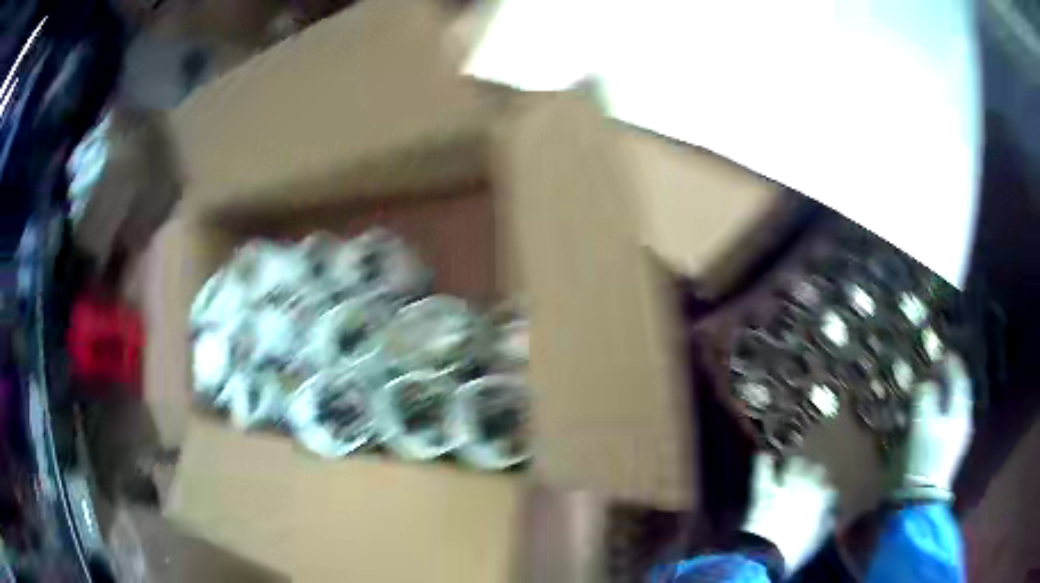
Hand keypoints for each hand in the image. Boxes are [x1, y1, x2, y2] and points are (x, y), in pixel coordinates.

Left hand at [741, 454, 836, 572]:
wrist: (765, 556)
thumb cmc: (795, 552)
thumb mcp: (817, 539)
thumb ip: (827, 521)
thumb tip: (831, 512)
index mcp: (824, 498)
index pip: (830, 485)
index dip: (825, 489)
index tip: (823, 493)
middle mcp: (809, 485)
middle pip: (816, 468)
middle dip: (812, 473)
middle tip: (807, 479)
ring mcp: (786, 485)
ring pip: (795, 463)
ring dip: (793, 465)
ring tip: (789, 467)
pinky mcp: (764, 489)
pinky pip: (764, 468)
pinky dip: (763, 461)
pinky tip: (764, 456)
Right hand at [894, 355, 972, 501]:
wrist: (919, 501)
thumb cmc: (923, 457)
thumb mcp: (922, 422)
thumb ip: (926, 396)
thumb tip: (926, 383)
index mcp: (961, 411)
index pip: (961, 378)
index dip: (952, 363)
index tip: (941, 351)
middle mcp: (963, 421)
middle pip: (957, 393)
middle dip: (947, 379)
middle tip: (933, 369)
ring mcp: (956, 439)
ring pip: (951, 408)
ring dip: (942, 397)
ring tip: (929, 390)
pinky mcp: (946, 452)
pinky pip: (945, 422)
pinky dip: (938, 412)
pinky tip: (928, 415)